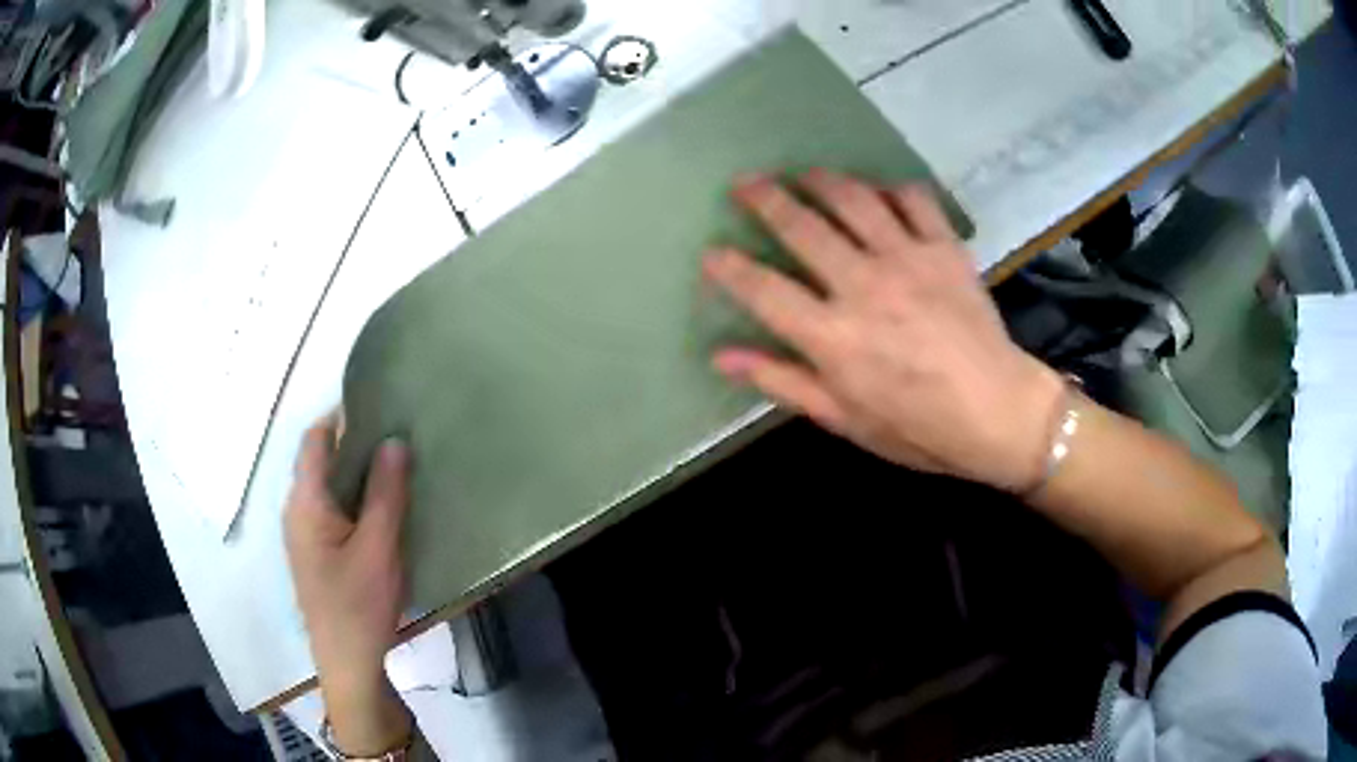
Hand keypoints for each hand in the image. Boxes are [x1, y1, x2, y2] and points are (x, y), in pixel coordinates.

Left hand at [284, 416, 411, 753]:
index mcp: (305, 501)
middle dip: (355, 445)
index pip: (315, 439)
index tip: (380, 407)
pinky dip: (354, 499)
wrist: (347, 662)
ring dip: (356, 474)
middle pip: (320, 460)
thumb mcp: (379, 547)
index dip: (342, 416)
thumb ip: (385, 492)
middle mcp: (296, 510)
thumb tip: (393, 439)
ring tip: (396, 469)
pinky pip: (331, 510)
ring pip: (327, 487)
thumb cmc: (359, 603)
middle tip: (398, 439)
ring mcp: (303, 533)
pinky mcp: (315, 553)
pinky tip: (382, 510)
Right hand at [704, 169, 1063, 492]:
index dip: (729, 267)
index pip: (764, 289)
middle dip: (765, 198)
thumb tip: (722, 356)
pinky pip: (913, 200)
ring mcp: (907, 259)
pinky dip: (892, 188)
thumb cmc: (918, 428)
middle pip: (801, 226)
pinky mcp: (944, 248)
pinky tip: (880, 192)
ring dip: (821, 180)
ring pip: (853, 199)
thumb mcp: (844, 418)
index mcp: (832, 336)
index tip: (711, 252)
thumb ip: (782, 381)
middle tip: (746, 182)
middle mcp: (863, 285)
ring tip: (804, 174)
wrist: (998, 413)